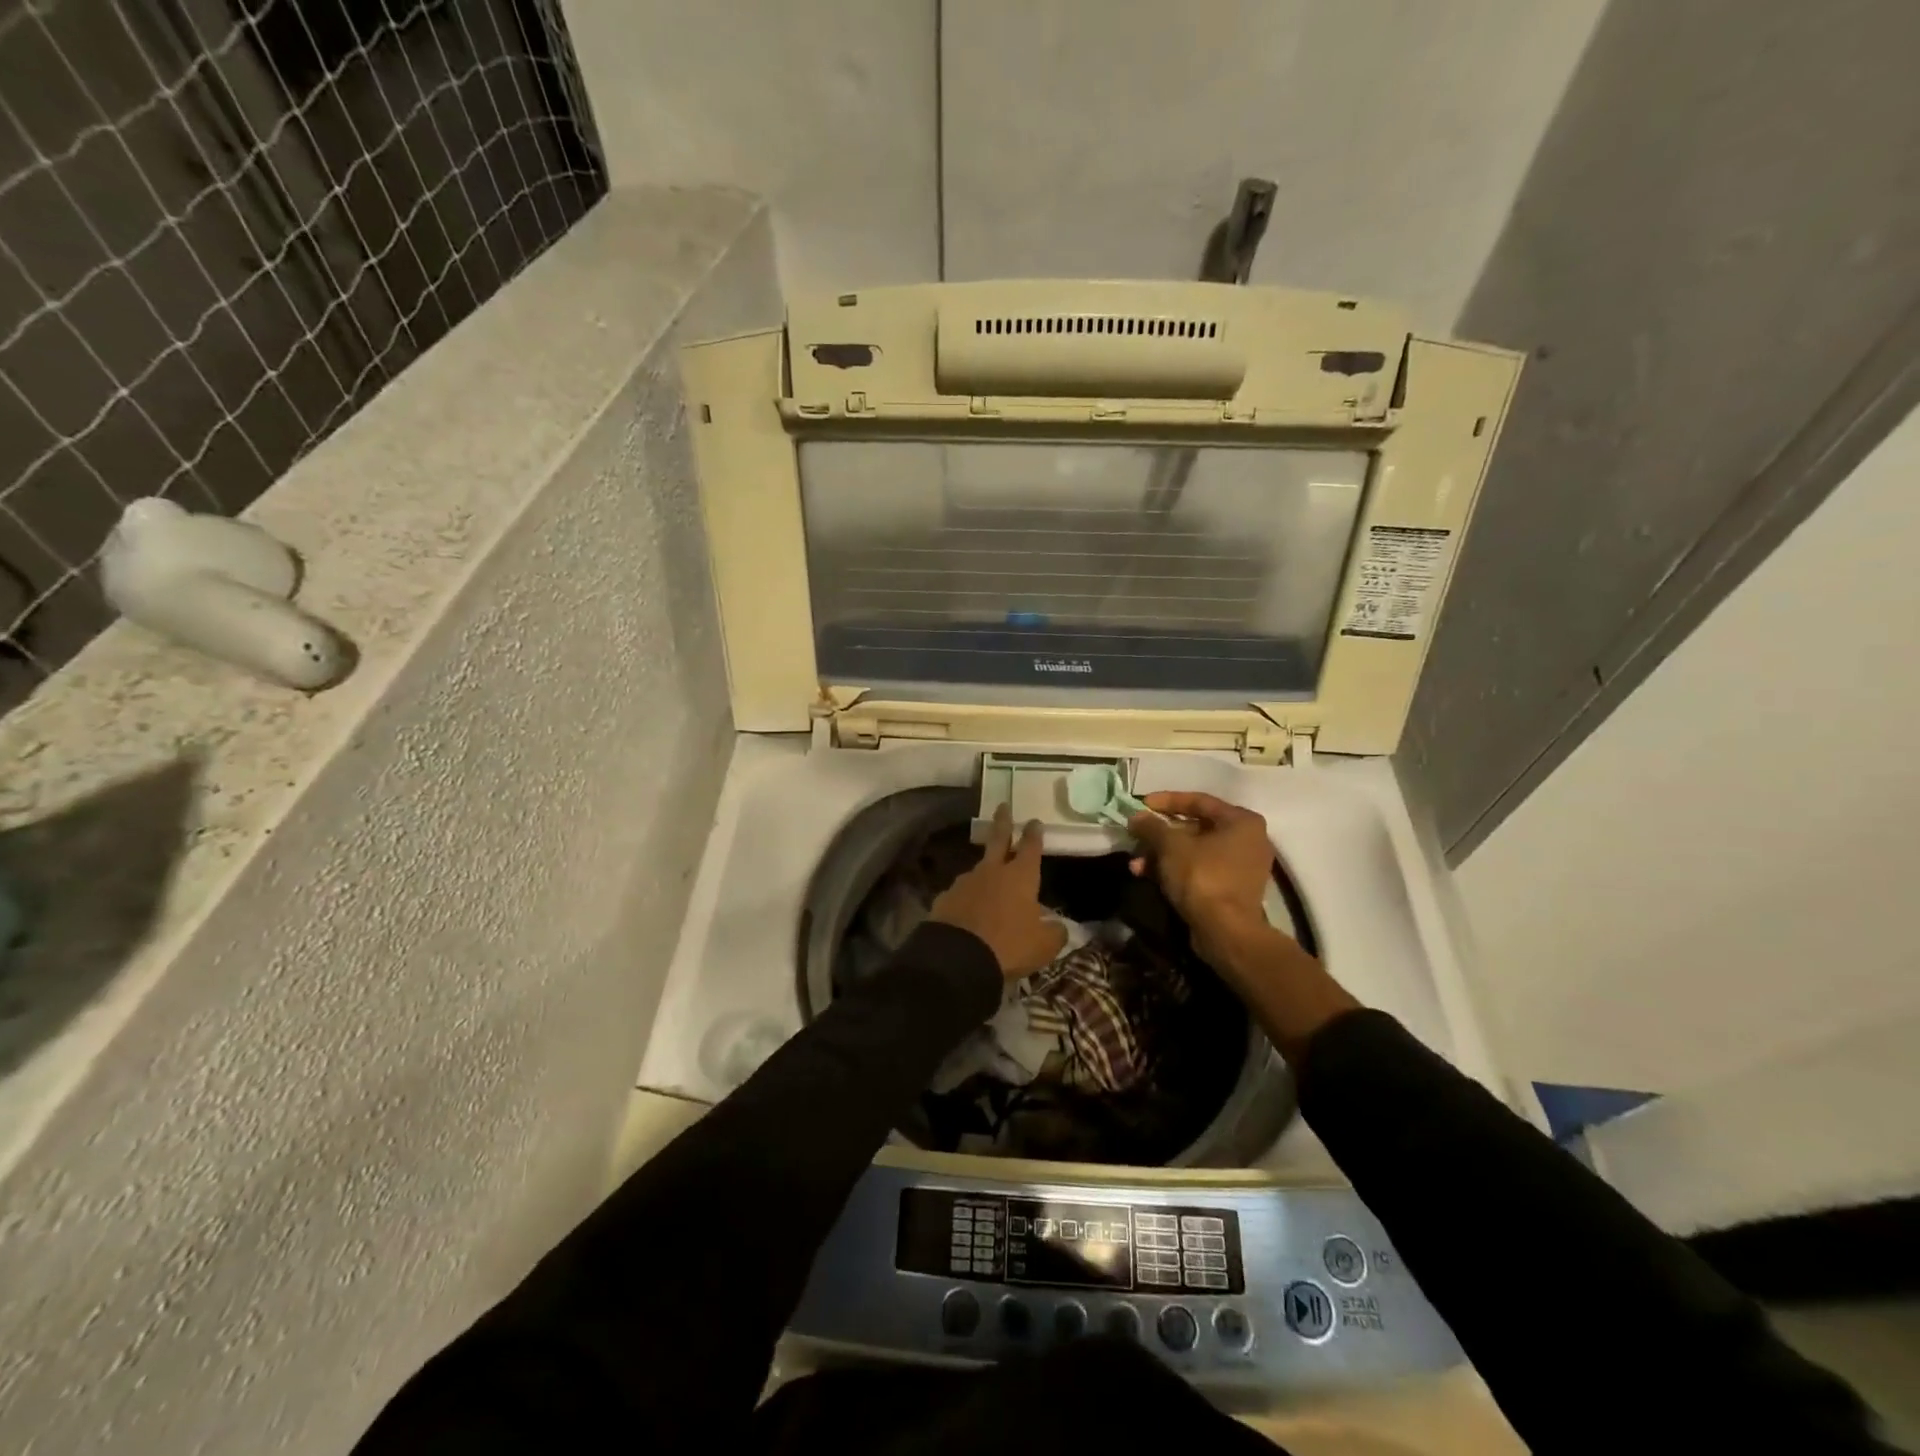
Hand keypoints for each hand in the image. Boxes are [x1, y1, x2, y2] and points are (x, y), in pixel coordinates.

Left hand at [929, 805, 1066, 978]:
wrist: (958, 957)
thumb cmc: (1009, 946)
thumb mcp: (1043, 946)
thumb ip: (1055, 933)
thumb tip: (1058, 926)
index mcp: (1020, 877)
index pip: (1030, 847)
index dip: (1034, 834)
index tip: (1034, 821)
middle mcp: (992, 871)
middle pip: (998, 839)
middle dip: (1003, 822)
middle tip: (1003, 806)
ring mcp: (965, 882)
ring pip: (979, 869)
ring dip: (985, 870)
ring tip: (989, 880)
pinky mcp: (946, 898)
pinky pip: (961, 894)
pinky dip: (968, 898)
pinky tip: (969, 910)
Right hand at [1129, 792, 1356, 1058]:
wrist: (1226, 932)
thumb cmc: (1202, 877)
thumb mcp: (1171, 846)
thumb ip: (1152, 826)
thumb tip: (1136, 817)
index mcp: (1241, 821)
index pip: (1199, 800)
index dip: (1167, 801)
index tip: (1142, 805)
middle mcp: (1248, 839)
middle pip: (1196, 827)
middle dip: (1161, 834)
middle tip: (1136, 836)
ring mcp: (1242, 866)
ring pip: (1194, 851)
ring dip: (1163, 855)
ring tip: (1136, 864)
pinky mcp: (1232, 889)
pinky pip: (1200, 869)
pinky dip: (1176, 870)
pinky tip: (1149, 876)